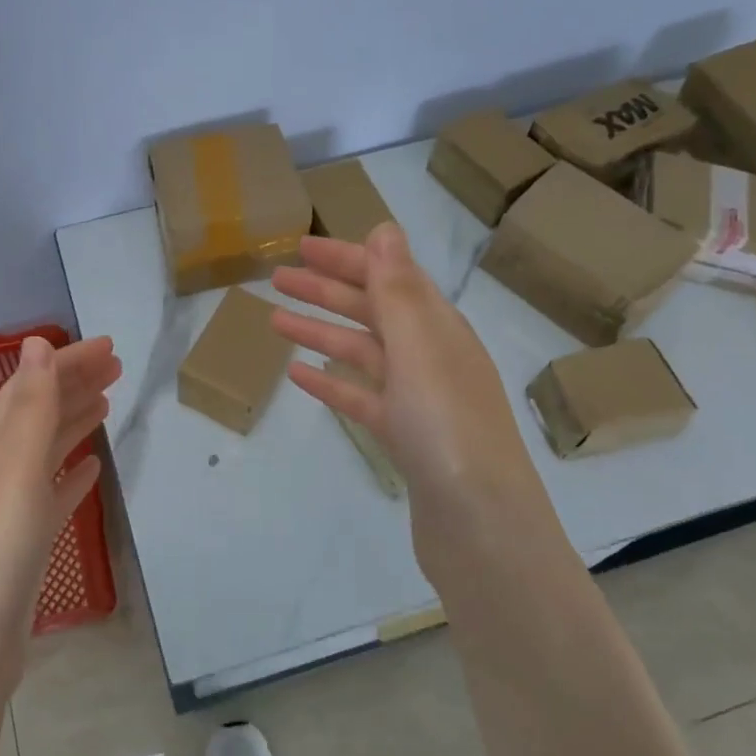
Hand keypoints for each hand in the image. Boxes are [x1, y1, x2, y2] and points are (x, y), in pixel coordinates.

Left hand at [0, 335, 121, 673]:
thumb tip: (35, 342)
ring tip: (107, 404)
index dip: (66, 362)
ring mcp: (9, 510)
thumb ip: (30, 405)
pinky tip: (91, 472)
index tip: (108, 346)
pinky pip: (52, 495)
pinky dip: (71, 475)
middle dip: (74, 384)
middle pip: (39, 414)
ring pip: (46, 451)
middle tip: (116, 366)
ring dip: (74, 422)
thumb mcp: (14, 465)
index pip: (31, 387)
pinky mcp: (23, 546)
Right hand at [270, 223, 557, 593]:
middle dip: (326, 291)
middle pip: (372, 312)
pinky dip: (332, 383)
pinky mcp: (405, 438)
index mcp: (439, 329)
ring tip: (275, 322)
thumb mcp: (420, 348)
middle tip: (277, 279)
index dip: (346, 258)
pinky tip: (300, 376)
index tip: (300, 245)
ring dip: (321, 333)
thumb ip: (397, 290)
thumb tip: (386, 229)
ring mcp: (419, 400)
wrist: (480, 526)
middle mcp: (432, 357)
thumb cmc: (447, 427)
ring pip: (362, 354)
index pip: (388, 278)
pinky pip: (361, 398)